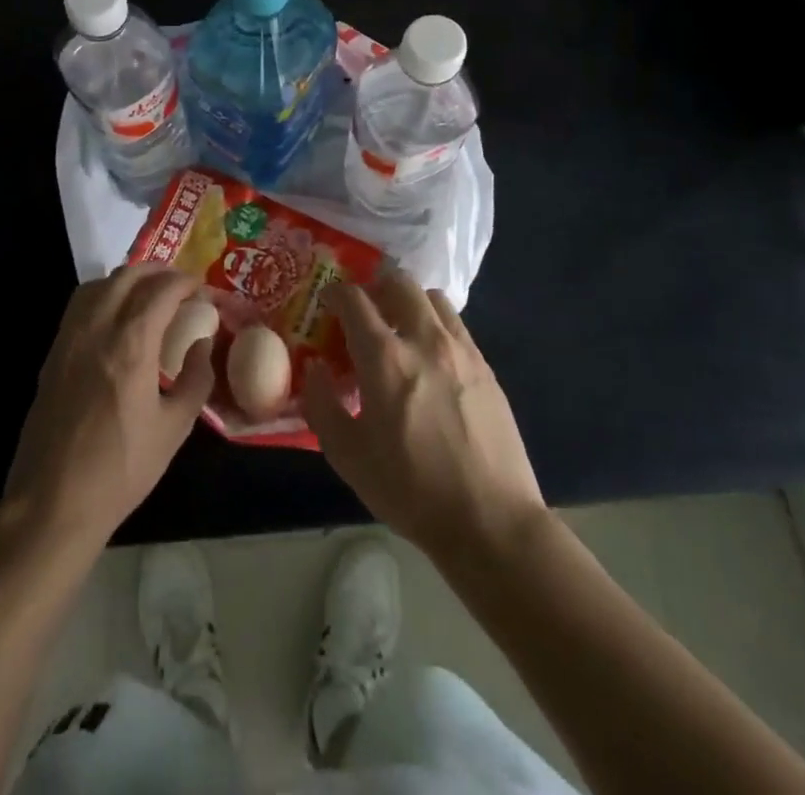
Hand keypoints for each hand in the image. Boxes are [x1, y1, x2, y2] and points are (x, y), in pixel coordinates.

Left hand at [4, 264, 215, 546]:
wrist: (53, 501)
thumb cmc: (121, 469)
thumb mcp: (174, 428)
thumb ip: (196, 379)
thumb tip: (203, 344)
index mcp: (132, 344)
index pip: (162, 290)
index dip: (186, 282)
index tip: (202, 289)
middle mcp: (98, 329)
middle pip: (128, 276)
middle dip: (158, 271)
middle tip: (180, 284)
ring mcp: (70, 338)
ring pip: (99, 284)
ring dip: (128, 278)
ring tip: (149, 293)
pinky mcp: (53, 353)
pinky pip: (79, 304)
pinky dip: (103, 294)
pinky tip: (116, 316)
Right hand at [303, 273, 545, 564]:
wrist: (490, 521)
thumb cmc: (411, 491)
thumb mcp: (348, 456)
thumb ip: (321, 405)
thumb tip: (314, 368)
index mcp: (385, 358)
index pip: (354, 299)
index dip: (335, 294)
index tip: (327, 304)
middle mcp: (424, 340)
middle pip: (398, 282)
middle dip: (374, 288)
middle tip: (364, 313)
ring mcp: (460, 349)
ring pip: (431, 297)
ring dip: (408, 302)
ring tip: (399, 330)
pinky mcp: (485, 366)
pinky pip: (455, 324)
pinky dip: (435, 324)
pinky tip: (430, 358)